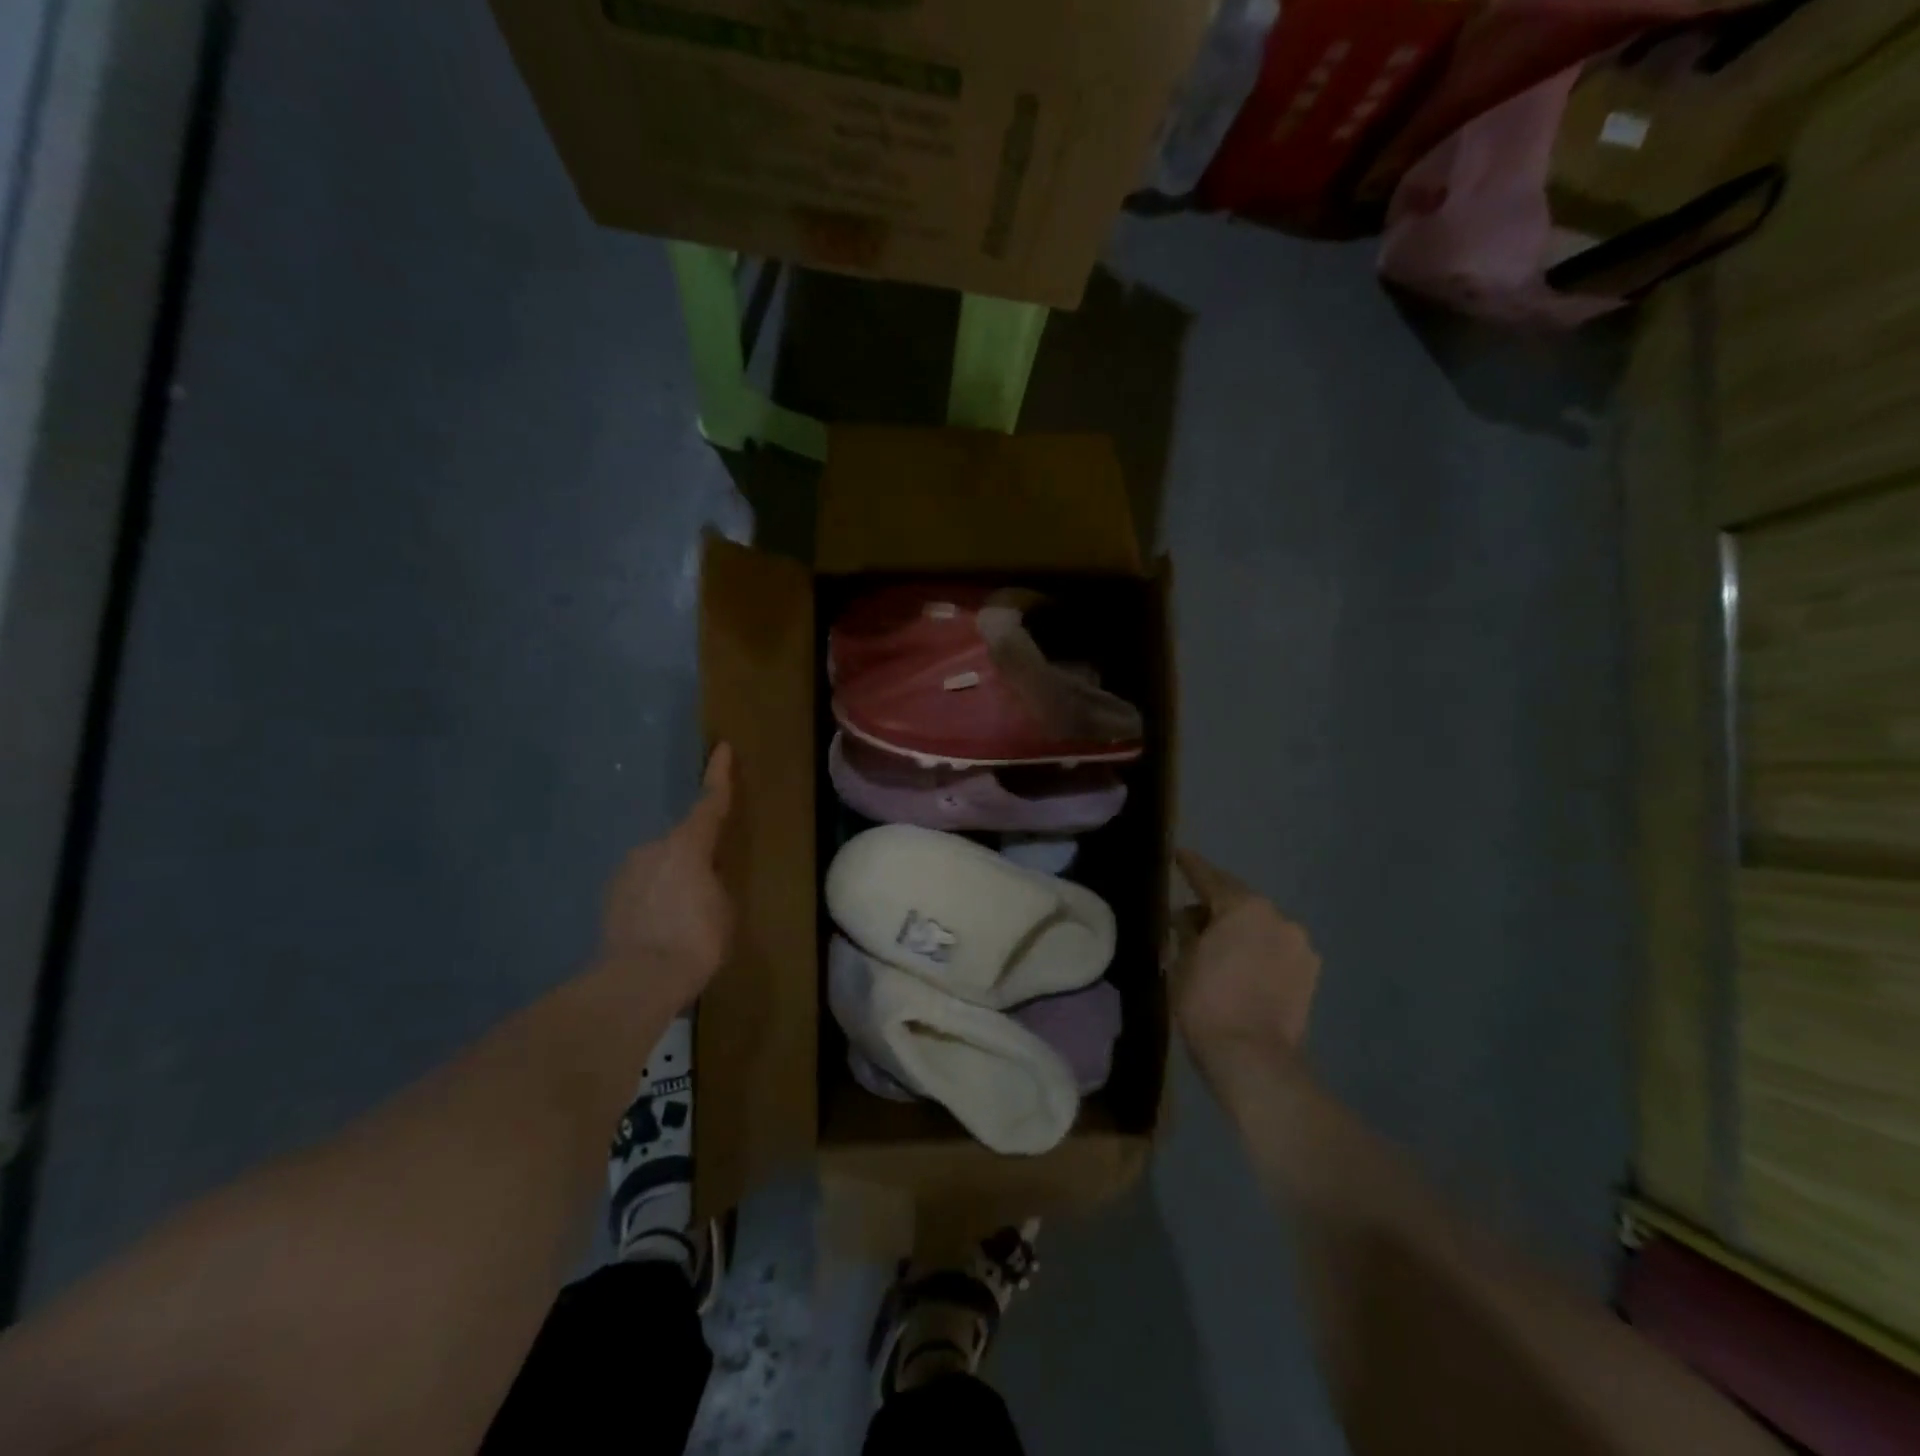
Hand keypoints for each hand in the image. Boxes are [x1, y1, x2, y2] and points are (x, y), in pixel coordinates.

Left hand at [598, 744, 734, 1007]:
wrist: (638, 979)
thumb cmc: (696, 939)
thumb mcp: (724, 907)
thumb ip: (714, 882)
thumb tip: (703, 879)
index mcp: (689, 845)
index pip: (709, 802)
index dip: (718, 775)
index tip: (720, 748)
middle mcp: (653, 848)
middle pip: (683, 842)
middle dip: (696, 858)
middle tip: (709, 889)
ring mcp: (627, 871)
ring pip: (660, 867)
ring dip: (673, 883)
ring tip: (683, 919)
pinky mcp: (610, 897)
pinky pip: (642, 888)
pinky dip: (654, 900)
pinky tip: (661, 929)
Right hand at [1169, 849, 1320, 1082]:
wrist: (1253, 1058)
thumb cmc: (1207, 1003)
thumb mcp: (1182, 960)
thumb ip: (1187, 930)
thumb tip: (1189, 917)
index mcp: (1243, 907)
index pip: (1210, 878)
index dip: (1191, 866)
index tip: (1179, 855)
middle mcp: (1278, 917)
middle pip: (1240, 902)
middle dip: (1217, 906)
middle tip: (1192, 915)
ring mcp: (1300, 946)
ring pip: (1262, 927)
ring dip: (1241, 932)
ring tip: (1220, 948)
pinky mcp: (1310, 974)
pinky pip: (1277, 950)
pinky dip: (1260, 952)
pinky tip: (1244, 968)